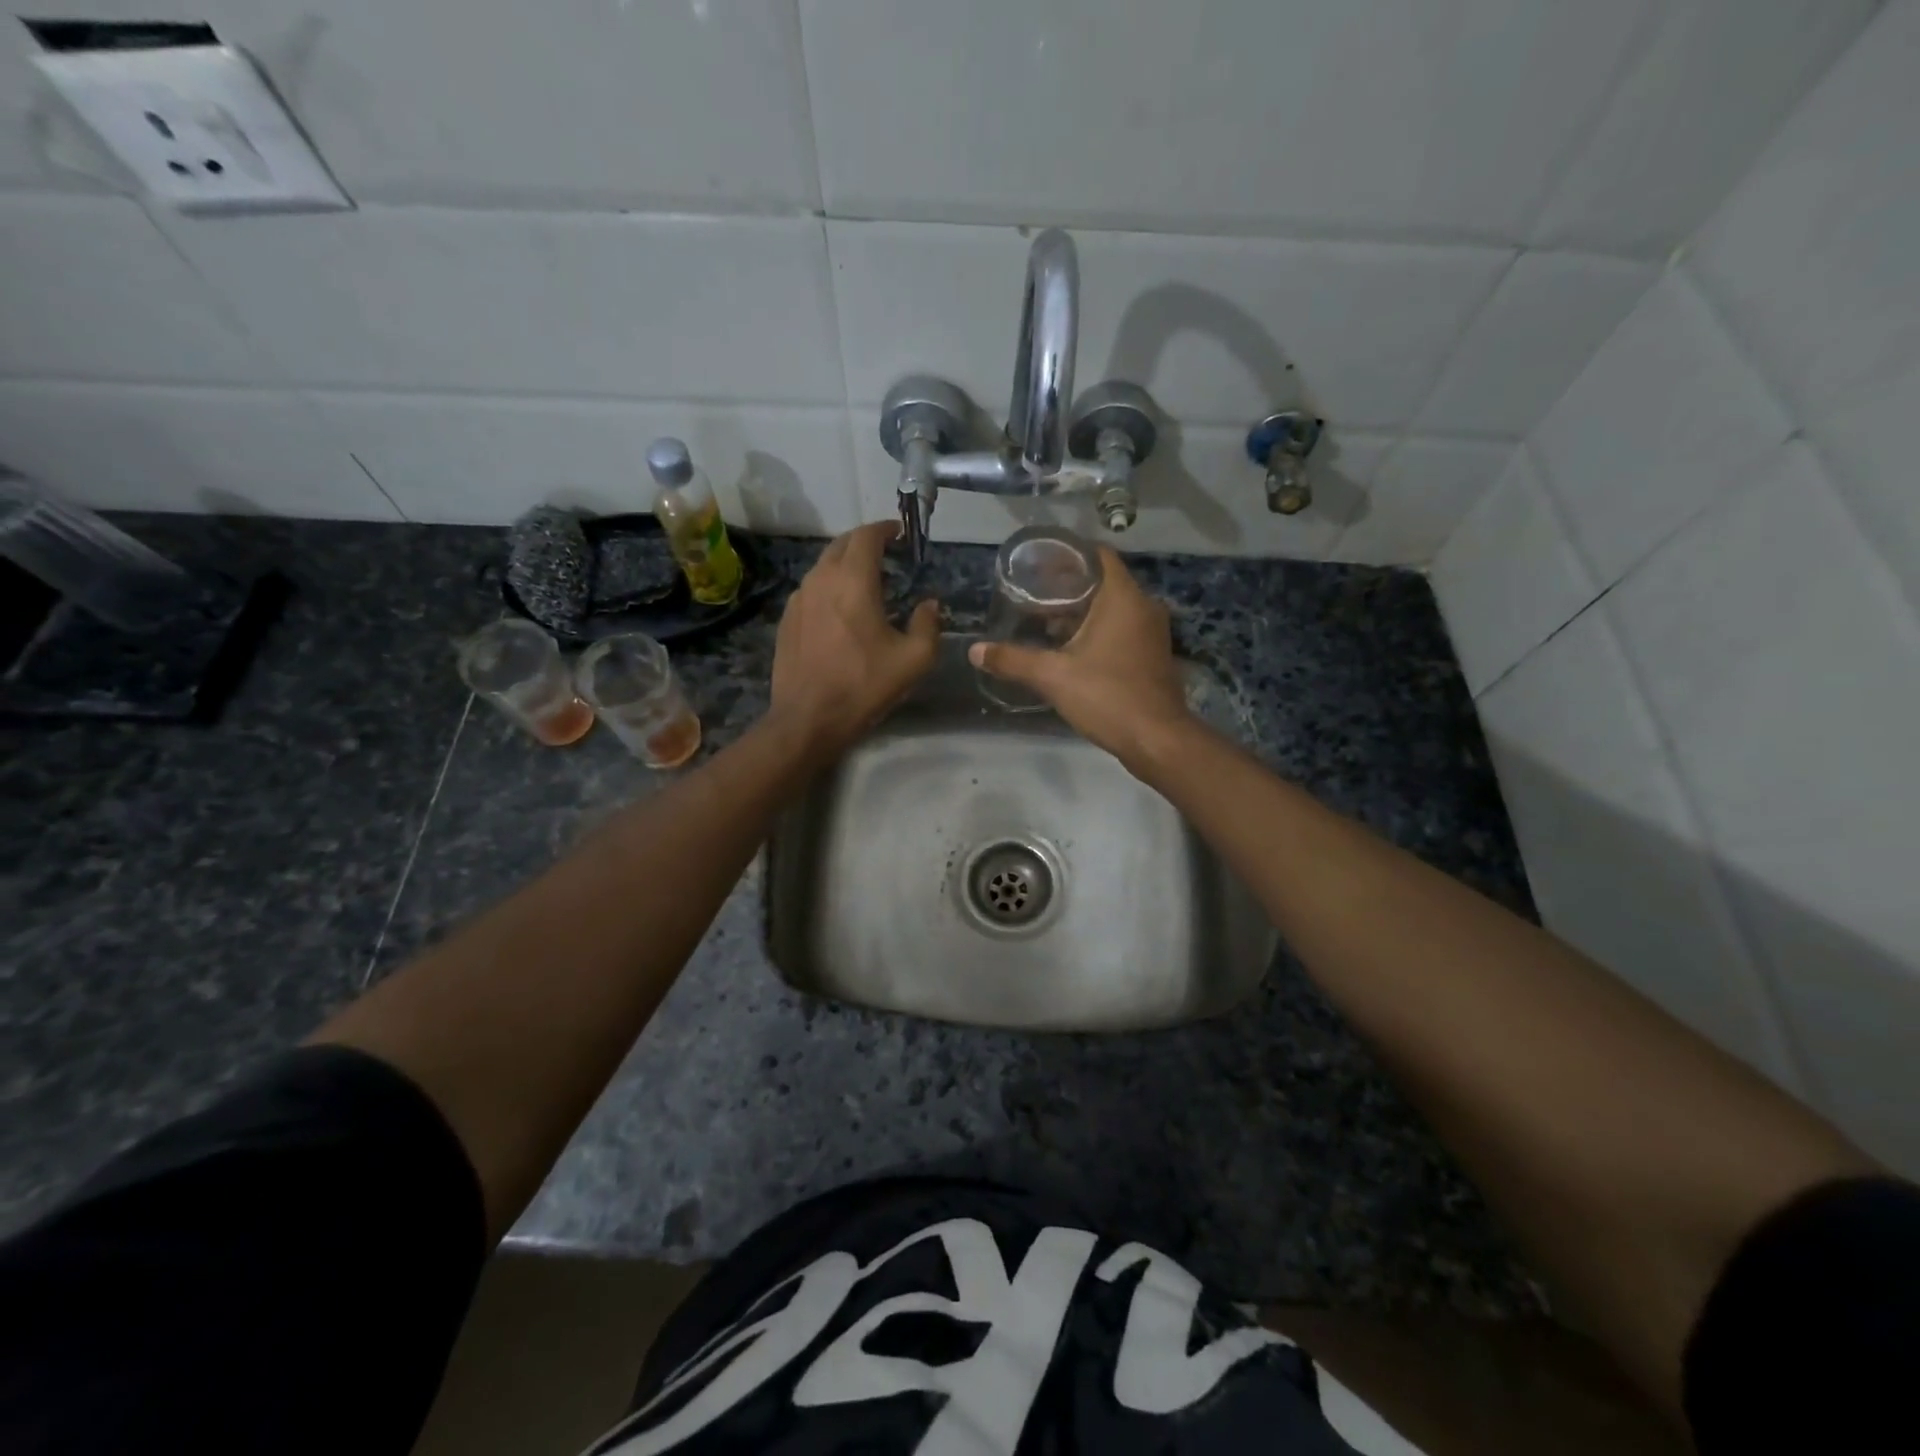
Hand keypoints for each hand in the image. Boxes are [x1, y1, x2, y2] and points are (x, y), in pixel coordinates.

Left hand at [770, 520, 939, 755]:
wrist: (807, 718)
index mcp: (853, 581)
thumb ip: (928, 625)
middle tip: (887, 556)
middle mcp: (821, 579)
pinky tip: (841, 613)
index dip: (886, 529)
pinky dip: (829, 588)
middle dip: (865, 543)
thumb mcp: (914, 660)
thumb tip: (929, 604)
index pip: (867, 535)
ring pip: (823, 567)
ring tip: (866, 584)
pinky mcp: (786, 620)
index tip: (900, 534)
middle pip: (842, 545)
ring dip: (846, 566)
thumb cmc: (864, 685)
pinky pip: (811, 590)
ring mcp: (798, 599)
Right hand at [969, 547, 1192, 768]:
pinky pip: (1122, 629)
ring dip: (1082, 612)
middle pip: (1102, 582)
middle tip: (1032, 595)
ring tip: (1045, 622)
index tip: (1039, 563)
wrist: (1157, 740)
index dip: (1068, 554)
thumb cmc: (1107, 696)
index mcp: (1123, 598)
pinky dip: (1098, 631)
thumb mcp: (1053, 676)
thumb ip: (1013, 660)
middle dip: (1068, 587)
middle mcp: (1143, 607)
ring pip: (1113, 608)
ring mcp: (1152, 632)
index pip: (1098, 555)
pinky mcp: (1152, 655)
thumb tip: (975, 650)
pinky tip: (1071, 649)